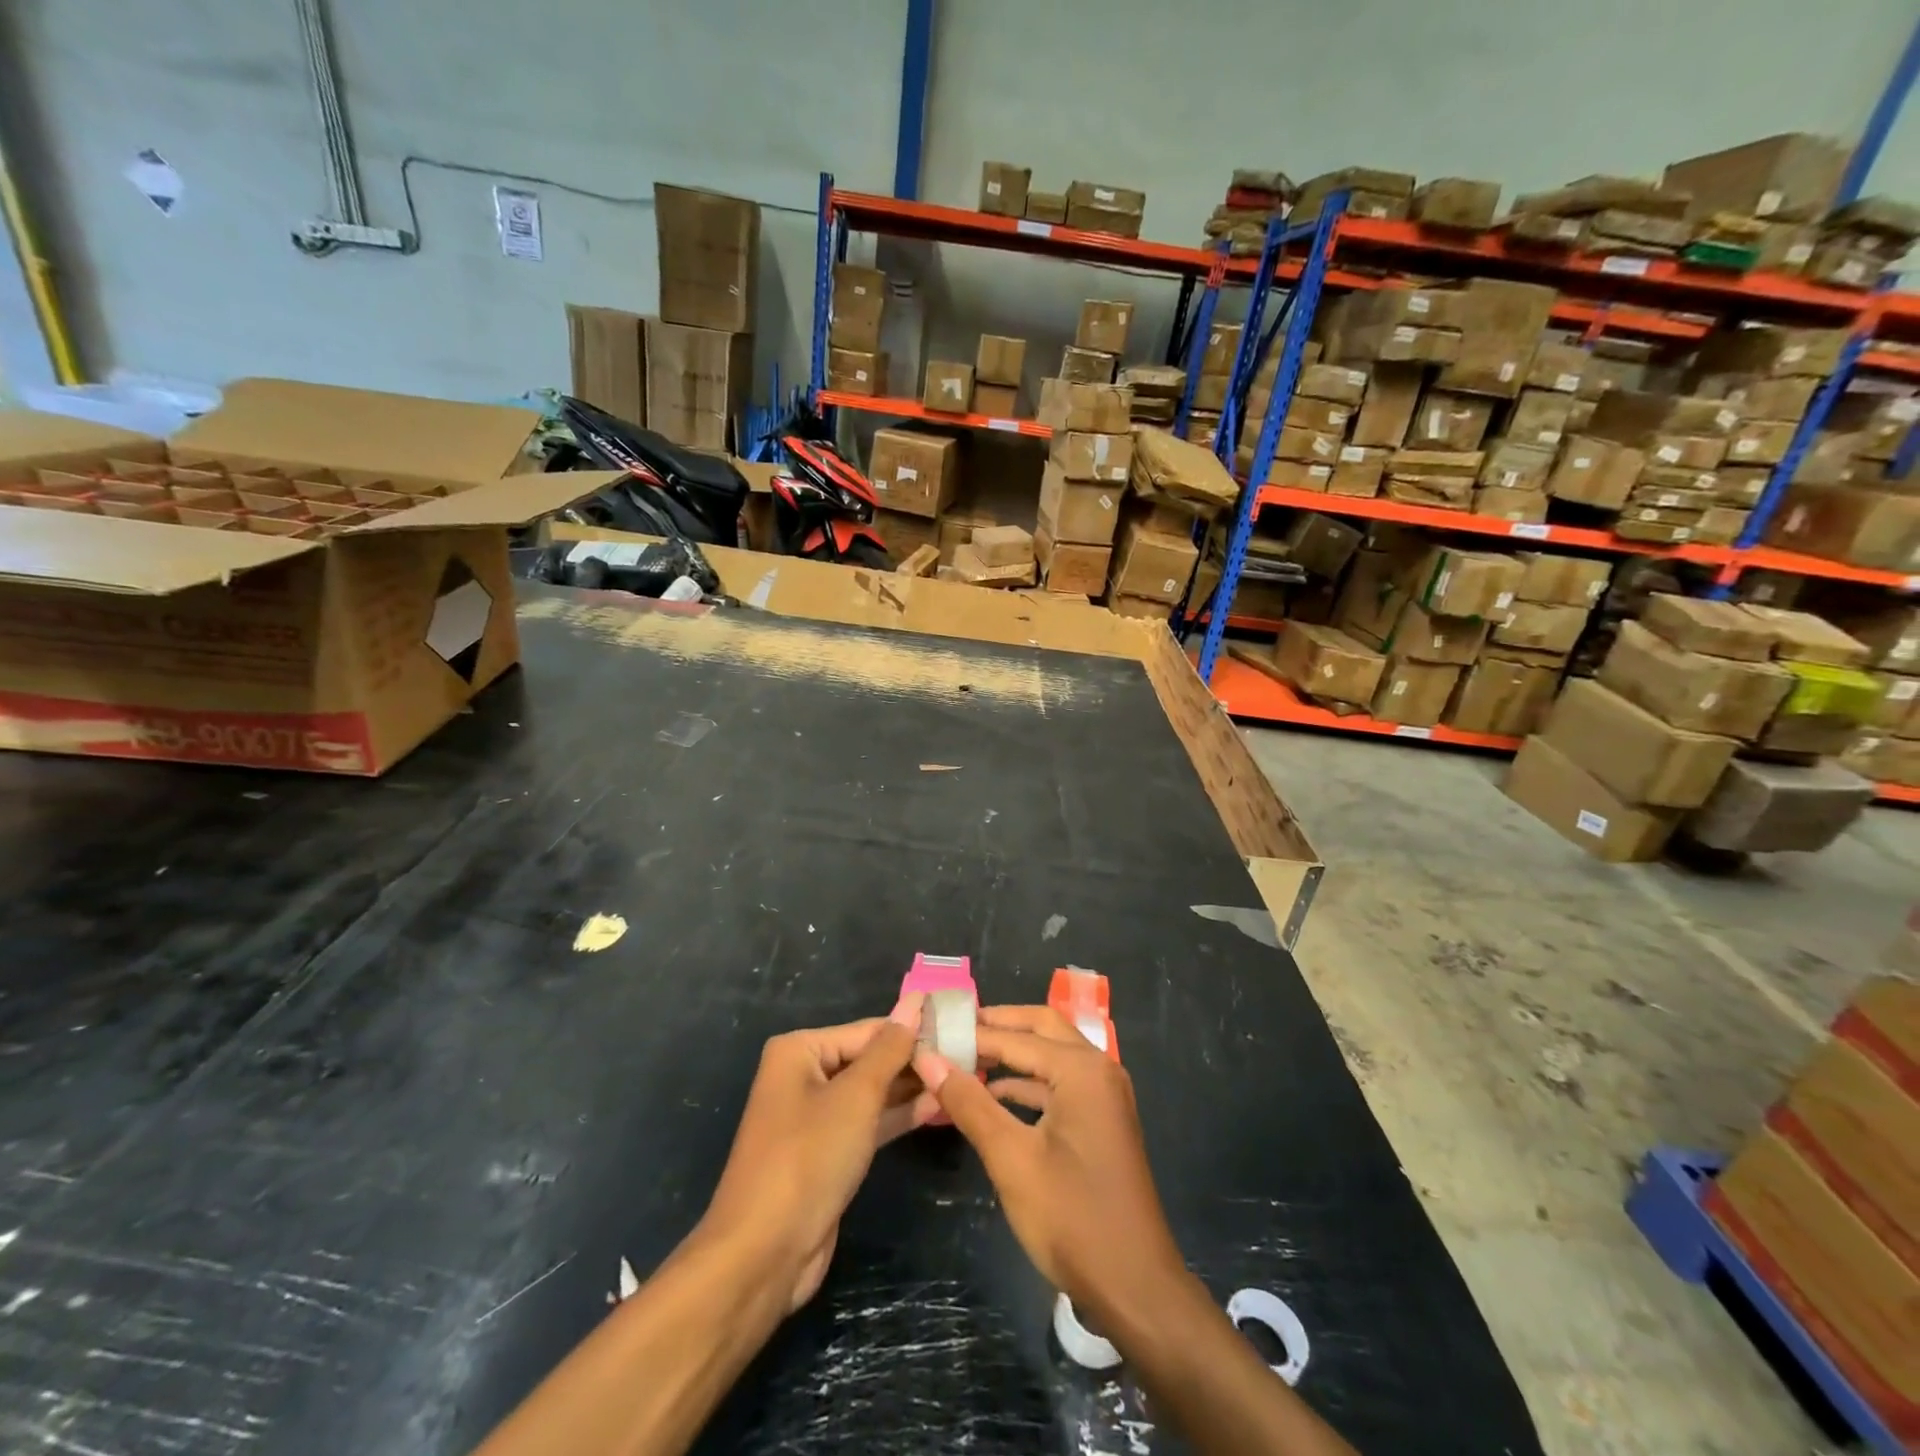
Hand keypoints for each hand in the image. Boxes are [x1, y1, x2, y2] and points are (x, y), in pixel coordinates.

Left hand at [700, 995, 937, 1311]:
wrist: (764, 1254)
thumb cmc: (808, 1158)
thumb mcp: (855, 1096)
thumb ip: (890, 1050)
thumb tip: (916, 1002)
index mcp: (799, 1050)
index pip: (868, 1029)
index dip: (913, 1029)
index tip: (961, 1027)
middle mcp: (804, 1075)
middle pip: (869, 1058)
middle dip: (914, 1060)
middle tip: (969, 1054)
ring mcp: (816, 1116)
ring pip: (872, 1092)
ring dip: (912, 1087)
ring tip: (962, 1076)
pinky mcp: (829, 1152)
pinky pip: (869, 1122)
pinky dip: (899, 1115)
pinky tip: (938, 1106)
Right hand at [914, 1005, 1187, 1329]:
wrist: (1135, 1287)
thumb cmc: (1071, 1217)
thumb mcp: (1011, 1158)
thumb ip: (969, 1102)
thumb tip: (928, 1058)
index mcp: (1082, 1069)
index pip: (1016, 1036)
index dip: (972, 1032)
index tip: (931, 1028)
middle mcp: (1099, 1069)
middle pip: (1041, 1028)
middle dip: (998, 1026)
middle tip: (952, 1029)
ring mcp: (1104, 1095)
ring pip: (1051, 1054)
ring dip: (1012, 1053)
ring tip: (963, 1058)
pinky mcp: (1102, 1119)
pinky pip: (1060, 1083)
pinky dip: (1027, 1082)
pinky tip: (994, 1095)